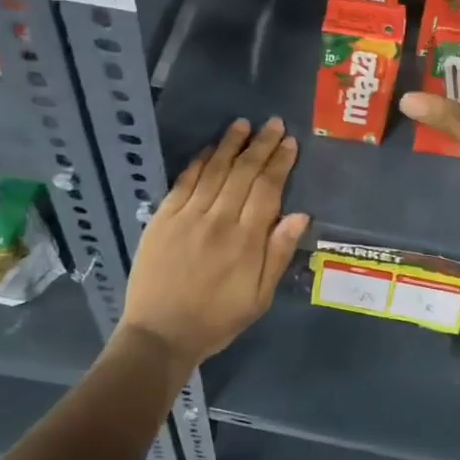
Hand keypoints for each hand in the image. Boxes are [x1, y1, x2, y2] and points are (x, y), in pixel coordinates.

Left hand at [119, 117, 309, 363]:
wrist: (159, 335)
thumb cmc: (216, 320)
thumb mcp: (259, 298)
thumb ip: (278, 254)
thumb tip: (300, 215)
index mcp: (245, 241)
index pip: (267, 189)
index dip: (280, 163)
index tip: (290, 143)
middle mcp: (218, 220)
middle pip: (243, 173)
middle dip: (261, 145)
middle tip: (273, 124)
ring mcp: (187, 217)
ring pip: (214, 170)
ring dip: (230, 144)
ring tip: (243, 124)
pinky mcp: (162, 219)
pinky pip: (184, 182)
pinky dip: (198, 162)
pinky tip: (209, 149)